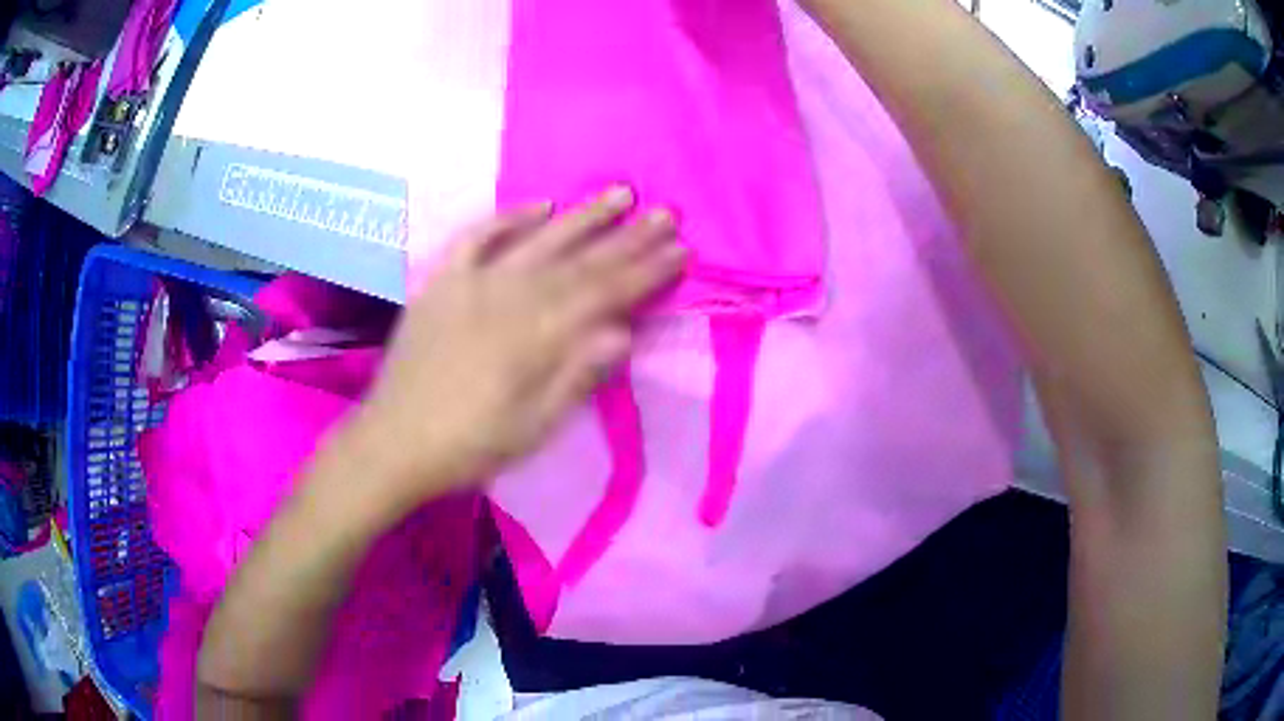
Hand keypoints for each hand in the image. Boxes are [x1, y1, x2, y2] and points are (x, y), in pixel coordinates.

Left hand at [357, 186, 684, 506]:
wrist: (393, 442)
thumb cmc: (470, 446)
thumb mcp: (533, 429)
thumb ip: (577, 377)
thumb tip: (624, 332)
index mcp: (536, 337)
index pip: (606, 295)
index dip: (647, 272)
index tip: (681, 250)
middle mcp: (509, 297)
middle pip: (581, 261)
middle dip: (629, 238)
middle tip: (667, 214)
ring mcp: (472, 283)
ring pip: (538, 240)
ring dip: (582, 216)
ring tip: (619, 194)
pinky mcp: (442, 281)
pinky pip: (476, 238)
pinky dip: (508, 218)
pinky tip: (539, 204)